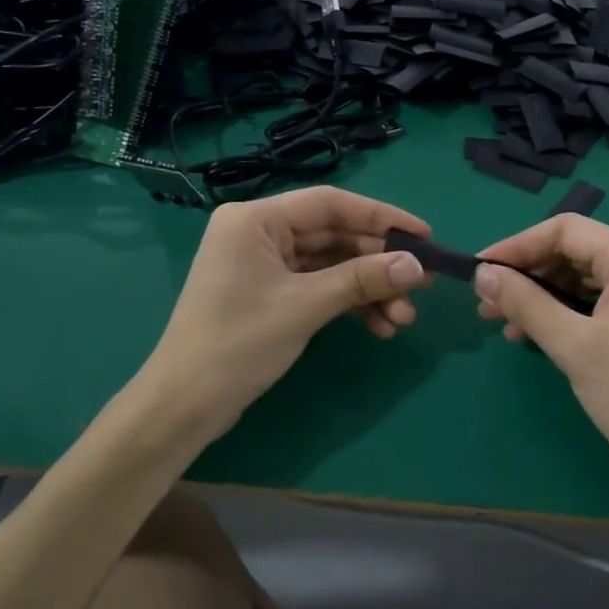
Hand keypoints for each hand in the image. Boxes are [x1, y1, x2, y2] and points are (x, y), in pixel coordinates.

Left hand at [142, 187, 431, 440]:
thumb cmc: (238, 343)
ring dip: (368, 289)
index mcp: (256, 219)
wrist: (185, 404)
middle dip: (378, 263)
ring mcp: (264, 265)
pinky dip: (348, 304)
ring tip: (404, 318)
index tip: (423, 235)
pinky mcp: (269, 294)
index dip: (381, 217)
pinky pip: (318, 287)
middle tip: (423, 284)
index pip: (330, 204)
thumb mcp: (305, 306)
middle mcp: (259, 233)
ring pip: (330, 266)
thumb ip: (362, 279)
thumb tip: (417, 266)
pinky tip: (379, 326)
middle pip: (333, 236)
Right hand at [473, 215, 608, 492]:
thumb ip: (525, 303)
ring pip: (586, 276)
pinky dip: (569, 310)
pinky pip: (603, 298)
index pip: (564, 230)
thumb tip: (481, 274)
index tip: (479, 272)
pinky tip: (540, 334)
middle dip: (527, 274)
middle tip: (487, 305)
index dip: (515, 246)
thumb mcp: (573, 347)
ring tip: (506, 325)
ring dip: (544, 294)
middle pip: (575, 250)